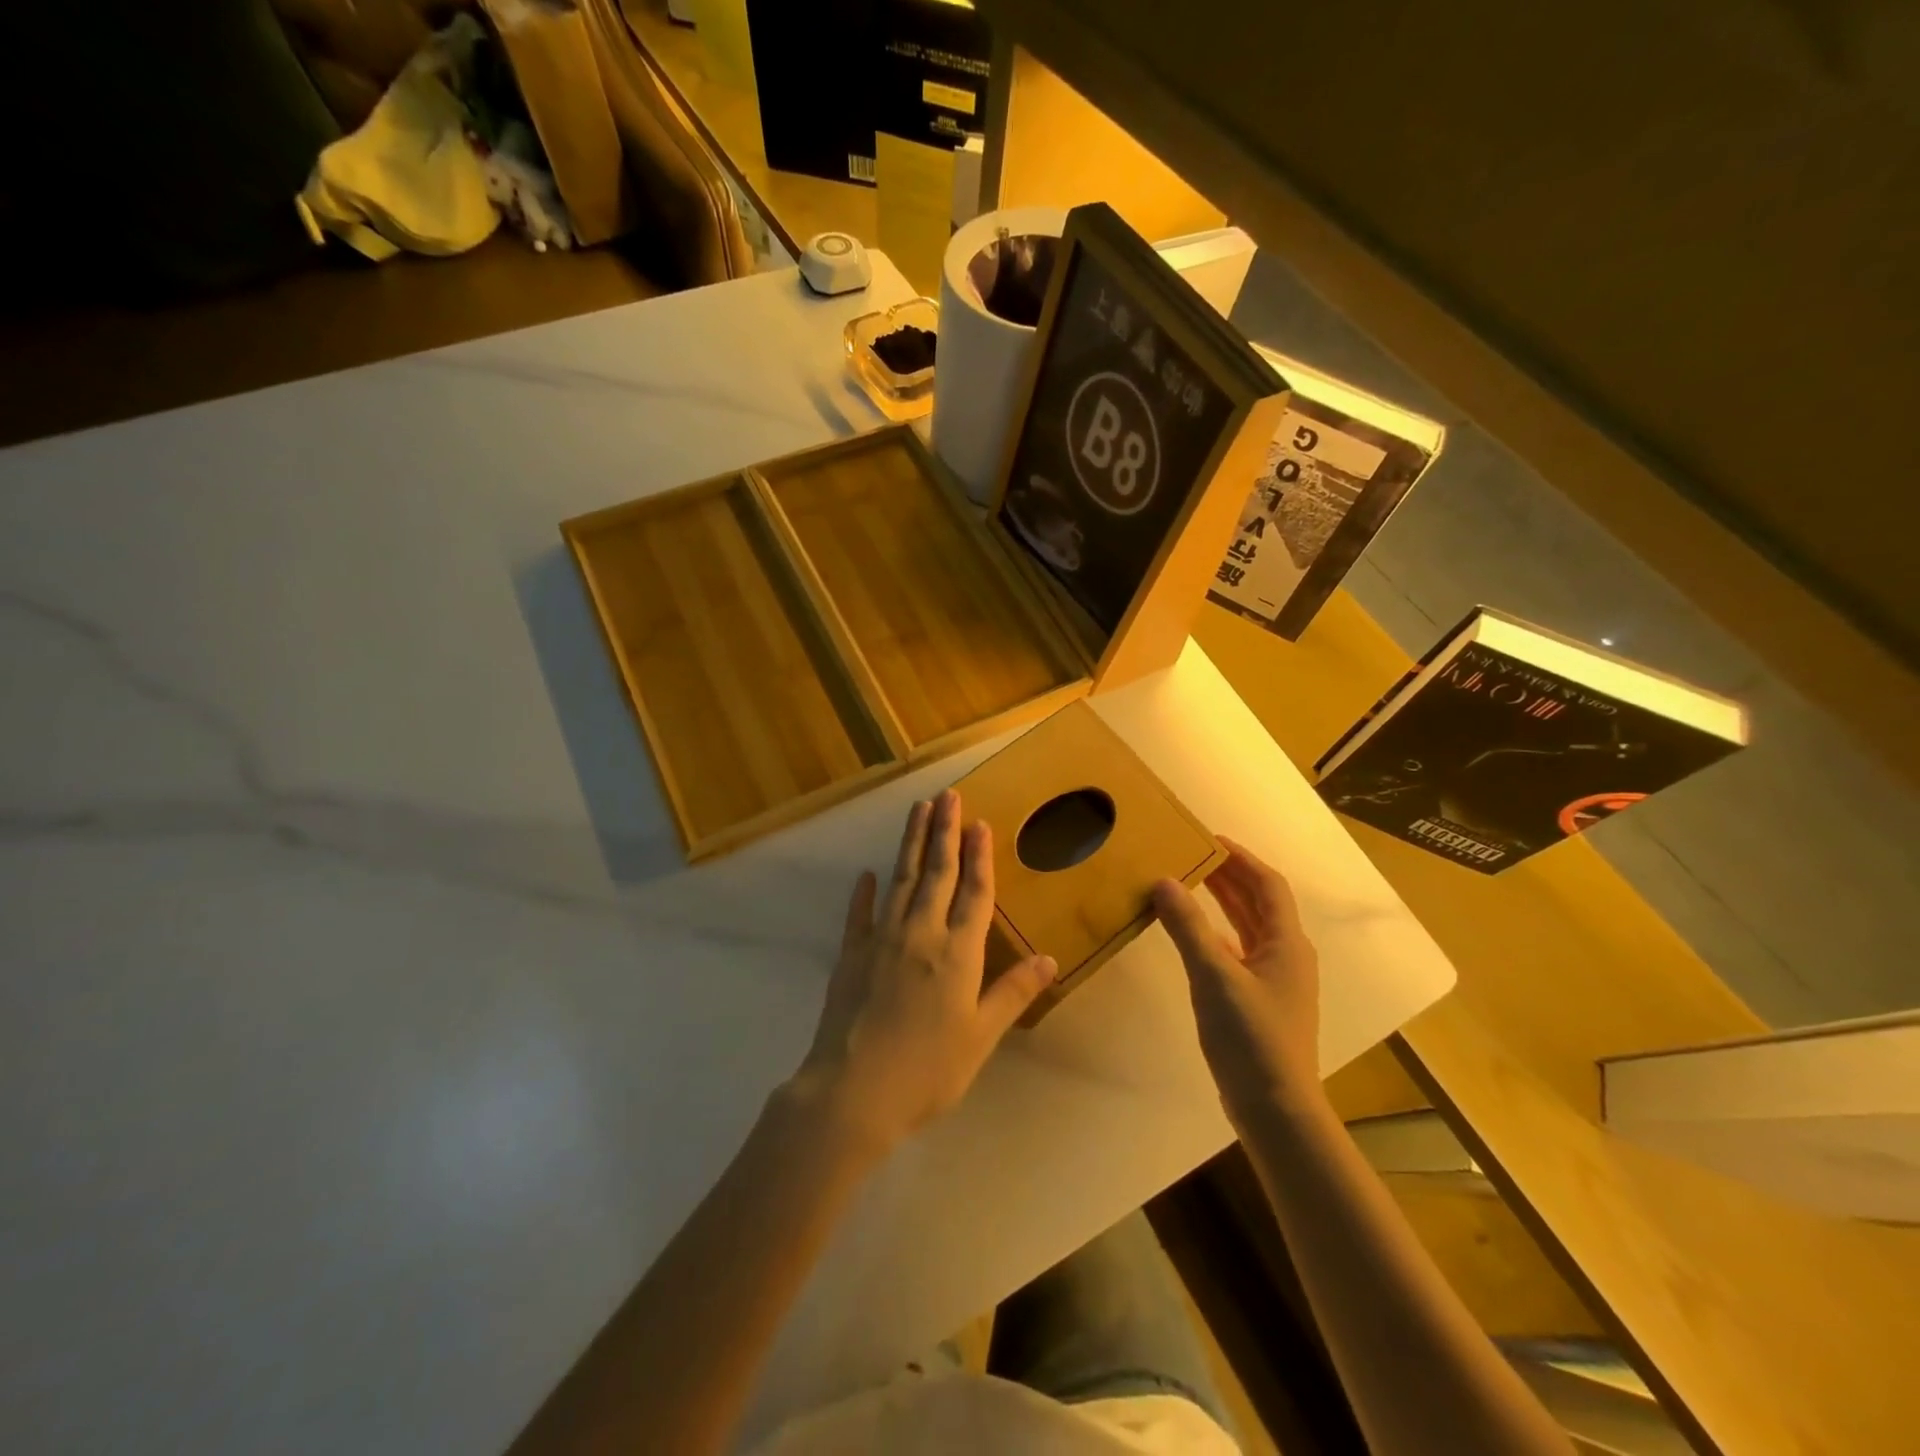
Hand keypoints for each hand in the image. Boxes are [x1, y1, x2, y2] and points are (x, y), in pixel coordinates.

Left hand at [791, 789, 1057, 1154]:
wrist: (853, 1091)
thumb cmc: (928, 1070)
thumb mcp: (980, 1036)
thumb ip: (1012, 993)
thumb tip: (1049, 958)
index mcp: (958, 952)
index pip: (974, 892)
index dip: (979, 856)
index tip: (979, 822)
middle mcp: (921, 933)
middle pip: (937, 873)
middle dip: (944, 832)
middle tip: (947, 796)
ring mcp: (882, 940)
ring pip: (901, 880)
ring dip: (911, 843)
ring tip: (918, 811)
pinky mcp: (851, 954)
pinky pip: (860, 914)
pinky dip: (865, 892)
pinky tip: (868, 874)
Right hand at [1152, 838, 1320, 1123]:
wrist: (1274, 1109)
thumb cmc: (1251, 1037)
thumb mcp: (1214, 976)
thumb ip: (1188, 927)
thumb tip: (1163, 880)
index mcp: (1286, 943)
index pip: (1267, 885)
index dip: (1241, 858)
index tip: (1209, 838)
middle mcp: (1286, 956)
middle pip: (1259, 903)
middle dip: (1228, 877)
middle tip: (1191, 854)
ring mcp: (1274, 981)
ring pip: (1248, 928)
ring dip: (1223, 903)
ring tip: (1189, 882)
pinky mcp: (1259, 1001)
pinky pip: (1238, 951)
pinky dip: (1217, 934)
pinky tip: (1193, 934)